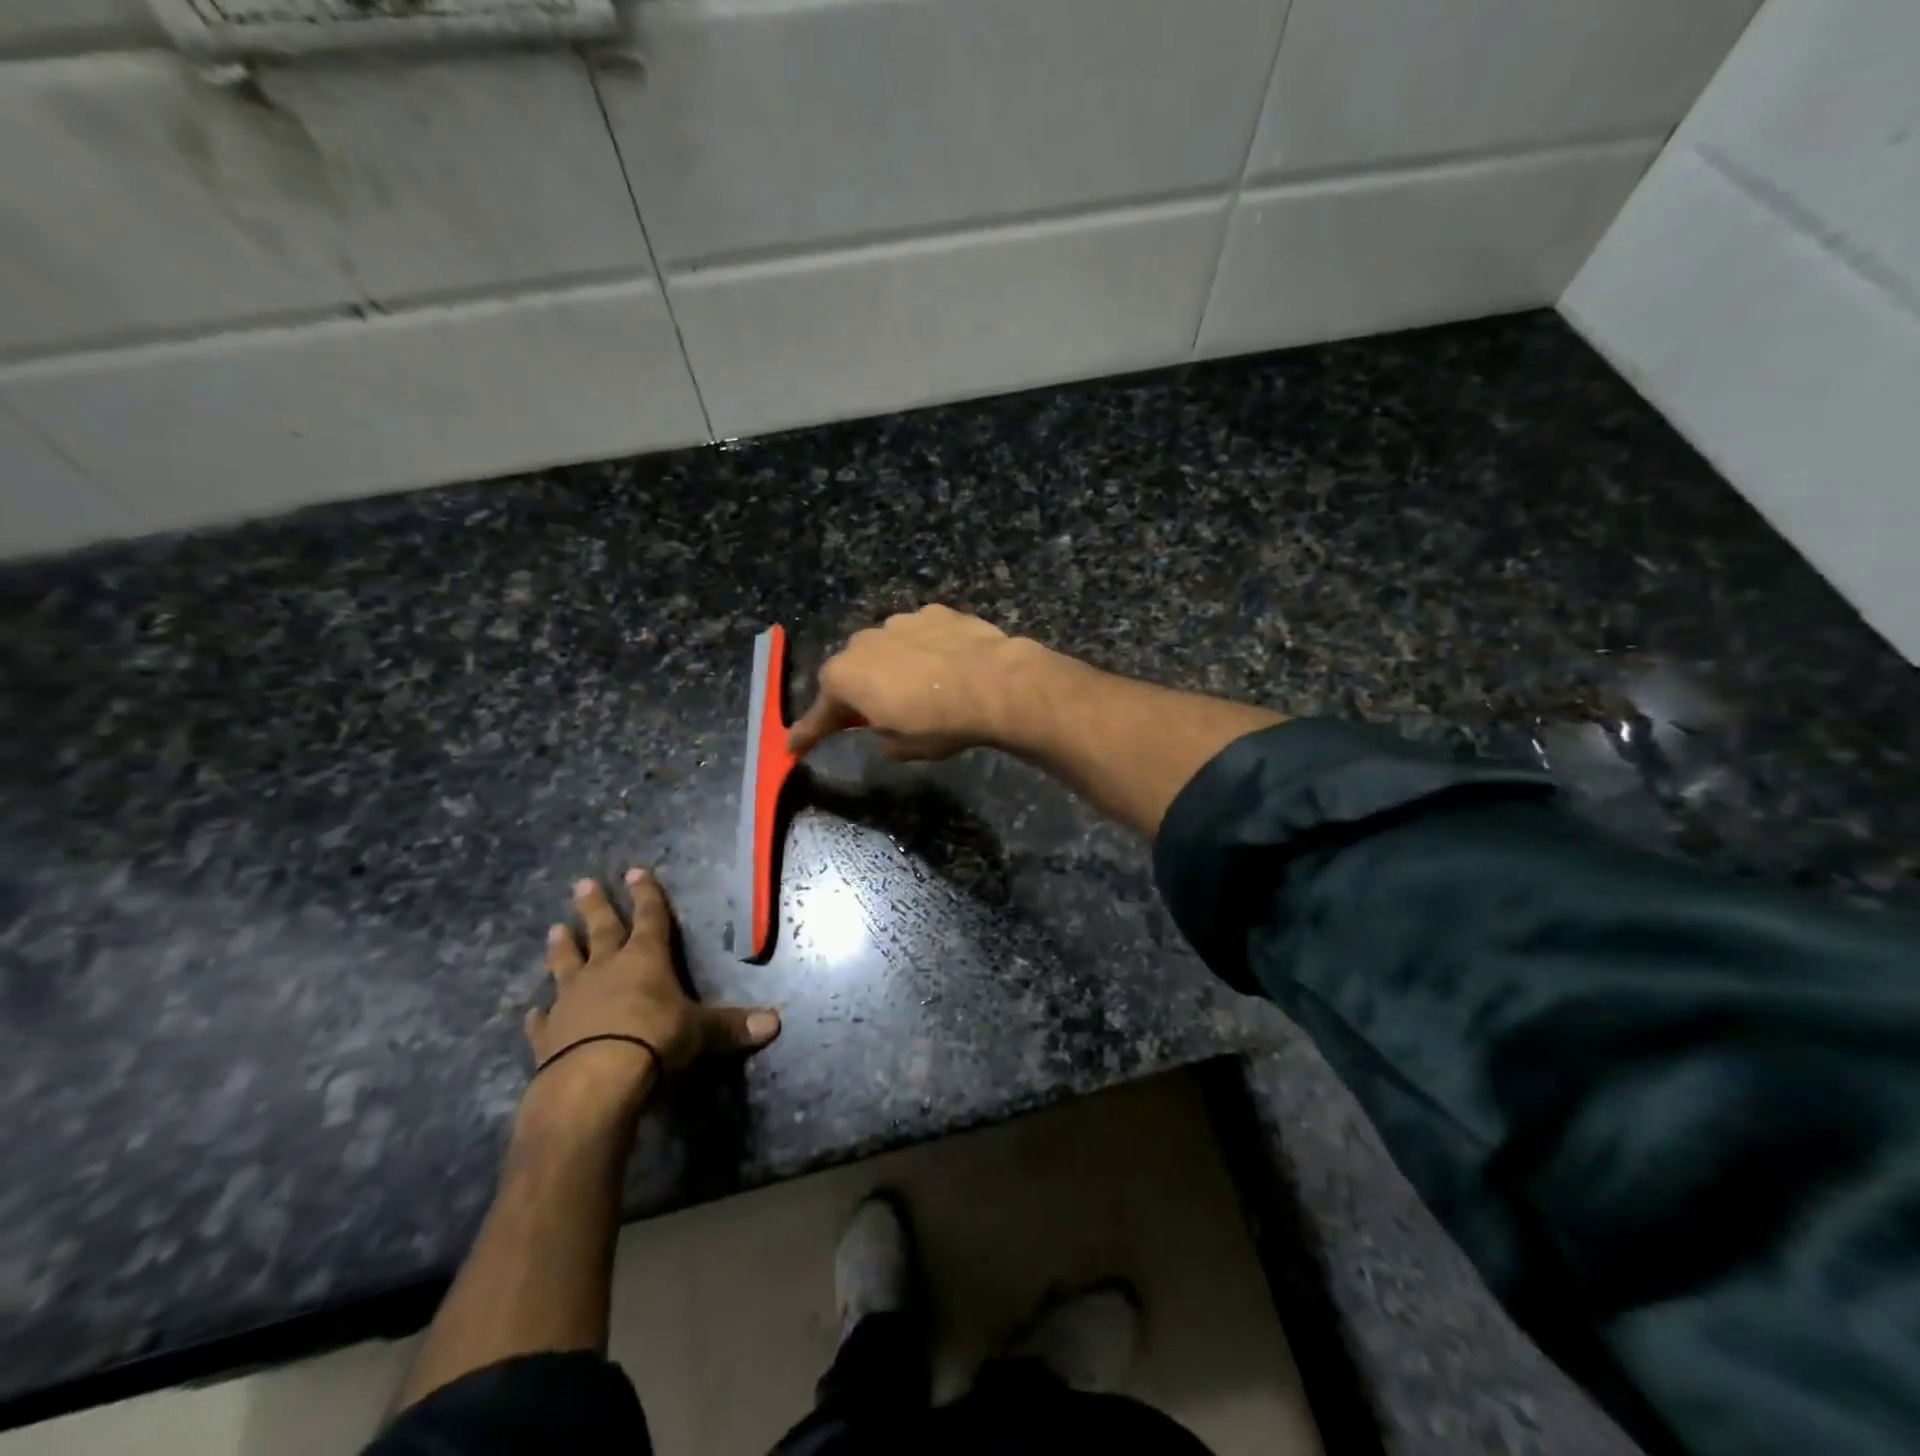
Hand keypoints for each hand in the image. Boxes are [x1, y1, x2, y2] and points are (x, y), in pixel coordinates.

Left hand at [526, 869, 780, 1113]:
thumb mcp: (702, 1033)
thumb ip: (733, 1027)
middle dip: (595, 906)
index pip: (650, 918)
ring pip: (566, 964)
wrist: (594, 1081)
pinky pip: (542, 1019)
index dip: (646, 894)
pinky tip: (532, 1011)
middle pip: (600, 930)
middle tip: (582, 883)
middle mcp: (606, 970)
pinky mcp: (547, 1034)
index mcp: (646, 959)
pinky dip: (538, 1014)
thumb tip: (776, 1024)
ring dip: (562, 947)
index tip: (635, 871)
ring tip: (554, 928)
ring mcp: (572, 1000)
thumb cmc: (656, 1041)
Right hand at [788, 605, 1036, 760]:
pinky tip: (945, 664)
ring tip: (920, 687)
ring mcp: (899, 621)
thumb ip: (881, 736)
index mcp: (845, 678)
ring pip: (885, 648)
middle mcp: (862, 642)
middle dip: (857, 692)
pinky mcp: (934, 612)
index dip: (808, 733)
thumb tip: (883, 727)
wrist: (994, 683)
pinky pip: (919, 634)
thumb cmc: (939, 723)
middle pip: (851, 671)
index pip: (819, 714)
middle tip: (873, 714)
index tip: (794, 746)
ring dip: (892, 666)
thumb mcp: (902, 747)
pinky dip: (924, 649)